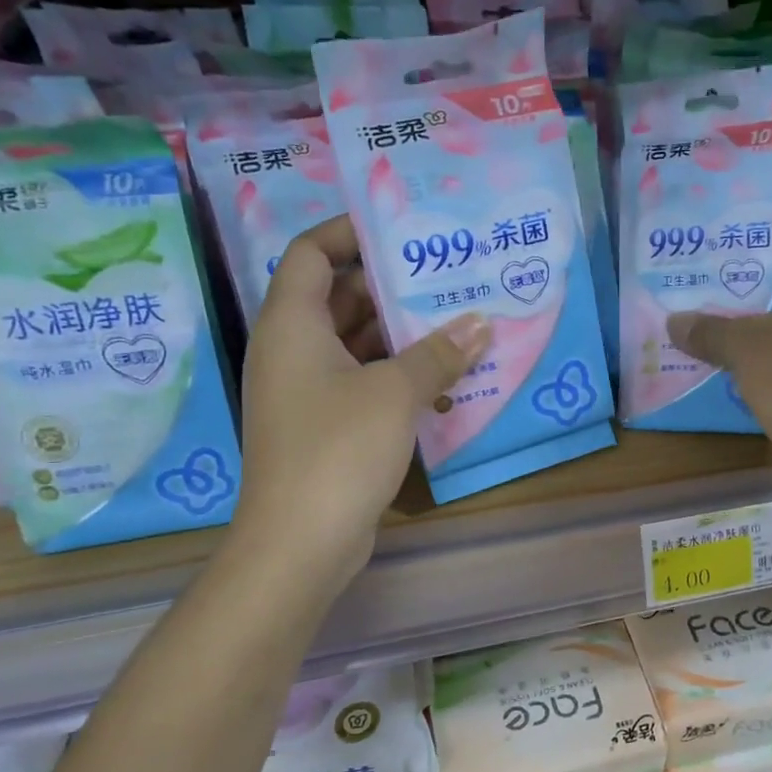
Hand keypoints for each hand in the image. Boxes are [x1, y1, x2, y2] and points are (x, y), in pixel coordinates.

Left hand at [230, 215, 488, 585]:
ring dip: (401, 334)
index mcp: (291, 324)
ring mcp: (306, 392)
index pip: (311, 253)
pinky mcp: (323, 426)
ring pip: (355, 344)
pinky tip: (443, 381)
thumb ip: (438, 354)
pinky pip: (361, 382)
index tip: (400, 227)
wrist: (298, 544)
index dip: (349, 232)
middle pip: (338, 297)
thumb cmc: (338, 450)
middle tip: (446, 275)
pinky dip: (396, 375)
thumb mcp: (395, 394)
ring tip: (457, 321)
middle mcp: (291, 350)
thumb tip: (479, 324)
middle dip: (390, 285)